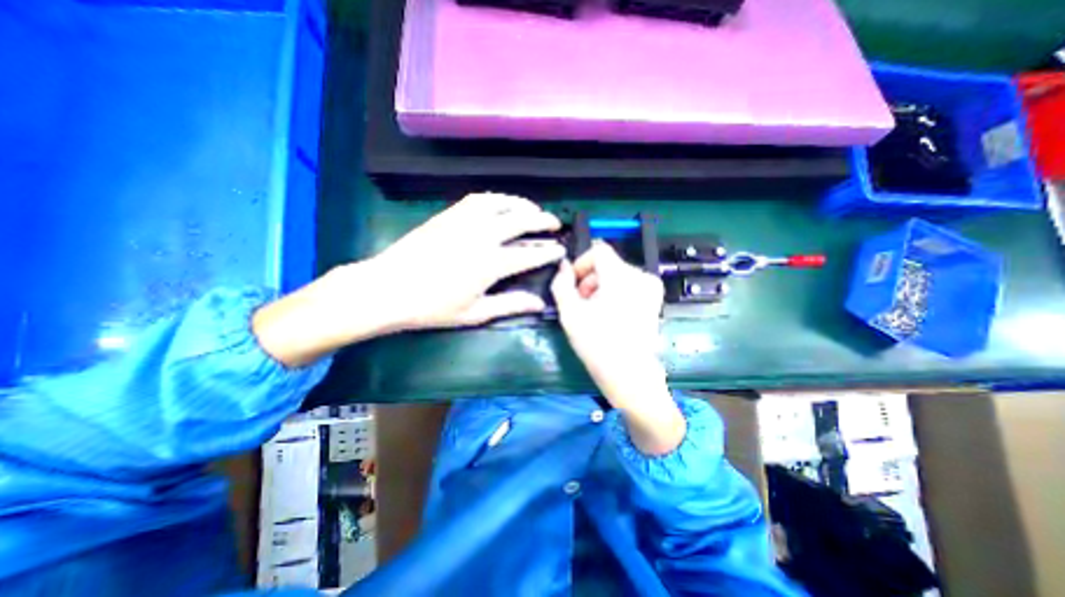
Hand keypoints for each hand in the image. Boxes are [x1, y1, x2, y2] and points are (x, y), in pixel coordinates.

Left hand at [367, 192, 565, 327]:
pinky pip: (479, 199)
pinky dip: (498, 199)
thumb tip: (540, 303)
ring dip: (522, 204)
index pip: (530, 253)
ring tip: (533, 209)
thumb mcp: (475, 313)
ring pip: (502, 203)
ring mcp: (464, 221)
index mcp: (491, 263)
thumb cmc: (433, 307)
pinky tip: (502, 204)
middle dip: (543, 220)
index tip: (561, 250)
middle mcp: (482, 236)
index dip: (549, 251)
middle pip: (521, 220)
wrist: (388, 288)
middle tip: (554, 224)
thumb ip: (510, 305)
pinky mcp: (449, 215)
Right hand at [550, 246, 680, 455]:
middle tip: (579, 303)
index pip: (598, 250)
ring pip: (617, 275)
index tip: (572, 284)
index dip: (581, 263)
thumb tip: (563, 265)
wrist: (630, 375)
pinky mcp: (655, 299)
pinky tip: (608, 314)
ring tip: (592, 311)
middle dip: (589, 279)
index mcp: (621, 276)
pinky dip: (614, 293)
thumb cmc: (596, 343)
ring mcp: (651, 288)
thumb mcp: (569, 313)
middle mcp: (641, 275)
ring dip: (600, 287)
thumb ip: (561, 284)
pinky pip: (628, 285)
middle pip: (607, 264)